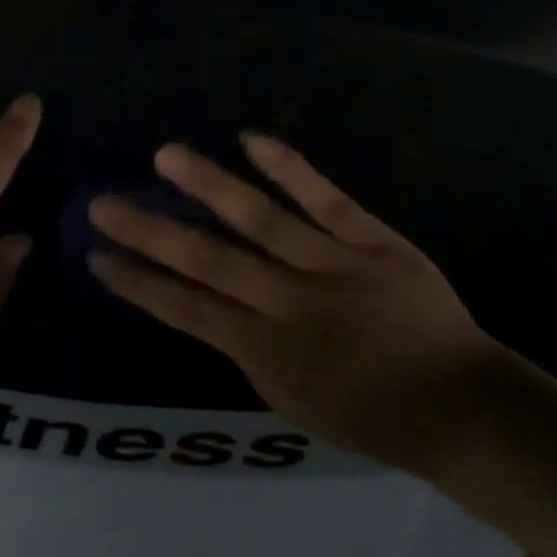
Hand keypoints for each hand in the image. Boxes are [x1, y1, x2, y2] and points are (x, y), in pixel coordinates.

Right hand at [86, 135, 508, 474]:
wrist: (460, 406)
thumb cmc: (371, 416)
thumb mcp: (292, 401)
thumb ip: (250, 353)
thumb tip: (217, 310)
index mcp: (266, 352)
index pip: (186, 311)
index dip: (138, 283)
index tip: (97, 256)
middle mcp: (289, 303)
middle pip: (208, 260)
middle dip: (150, 232)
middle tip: (103, 202)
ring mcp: (333, 266)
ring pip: (260, 220)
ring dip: (208, 185)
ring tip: (165, 156)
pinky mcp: (373, 242)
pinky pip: (327, 200)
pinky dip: (290, 169)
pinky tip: (251, 139)